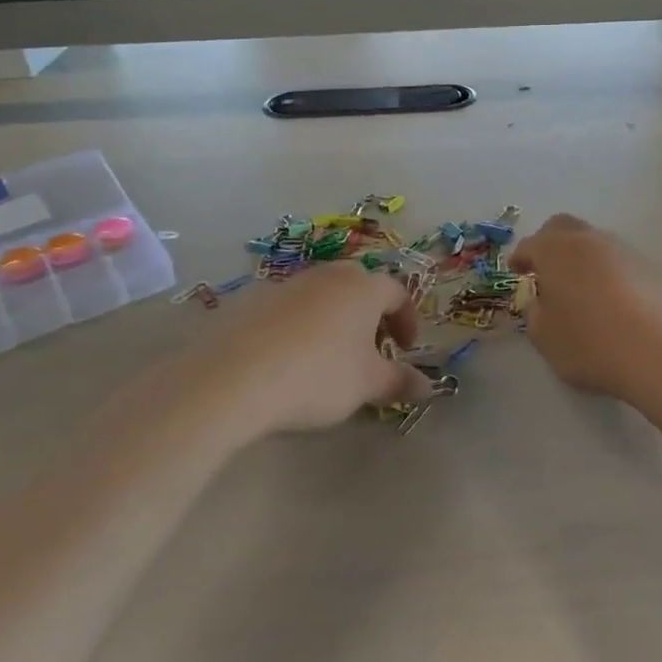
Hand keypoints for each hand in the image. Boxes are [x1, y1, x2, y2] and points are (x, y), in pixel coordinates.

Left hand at [198, 263, 432, 433]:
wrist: (233, 378)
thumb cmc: (317, 376)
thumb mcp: (367, 385)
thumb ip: (400, 381)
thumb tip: (429, 386)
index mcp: (362, 287)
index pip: (397, 293)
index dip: (407, 321)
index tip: (404, 350)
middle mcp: (326, 275)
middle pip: (358, 286)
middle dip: (370, 315)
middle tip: (370, 348)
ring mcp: (285, 284)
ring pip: (320, 295)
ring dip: (332, 319)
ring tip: (327, 356)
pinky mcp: (249, 299)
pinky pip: (286, 308)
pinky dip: (297, 326)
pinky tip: (286, 359)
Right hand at [510, 215, 661, 402]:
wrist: (659, 355)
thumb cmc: (590, 344)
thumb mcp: (545, 337)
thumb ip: (535, 314)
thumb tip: (541, 302)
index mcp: (556, 251)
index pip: (530, 245)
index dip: (519, 258)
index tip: (516, 271)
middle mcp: (589, 241)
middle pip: (563, 227)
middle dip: (549, 243)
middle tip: (543, 269)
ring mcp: (623, 251)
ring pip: (593, 242)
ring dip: (580, 258)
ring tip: (578, 288)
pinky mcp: (650, 268)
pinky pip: (617, 262)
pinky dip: (605, 273)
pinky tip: (608, 300)